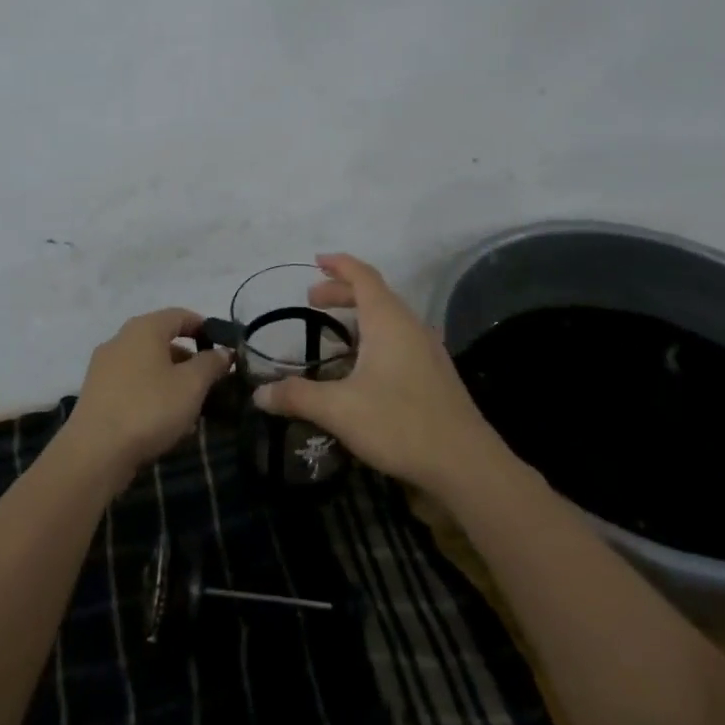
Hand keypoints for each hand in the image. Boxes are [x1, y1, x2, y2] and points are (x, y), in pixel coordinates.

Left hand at [67, 308, 231, 482]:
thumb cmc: (149, 408)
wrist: (95, 453)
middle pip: (164, 340)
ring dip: (173, 380)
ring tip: (193, 408)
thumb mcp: (192, 385)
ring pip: (149, 365)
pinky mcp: (97, 393)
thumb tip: (224, 352)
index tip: (225, 351)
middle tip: (212, 383)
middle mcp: (121, 339)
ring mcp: (105, 366)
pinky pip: (133, 384)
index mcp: (144, 328)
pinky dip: (153, 394)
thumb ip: (212, 363)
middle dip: (190, 360)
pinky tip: (166, 422)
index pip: (182, 315)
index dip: (206, 329)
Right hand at [255, 253, 503, 495]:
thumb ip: (297, 397)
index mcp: (389, 321)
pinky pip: (399, 339)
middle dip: (342, 292)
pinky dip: (374, 337)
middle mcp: (411, 326)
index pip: (363, 276)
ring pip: (389, 318)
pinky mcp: (435, 374)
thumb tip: (258, 394)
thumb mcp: (339, 410)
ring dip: (359, 317)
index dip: (339, 264)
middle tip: (311, 301)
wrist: (466, 464)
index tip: (316, 260)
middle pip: (375, 295)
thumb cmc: (400, 424)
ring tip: (333, 335)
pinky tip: (362, 368)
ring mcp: (427, 350)